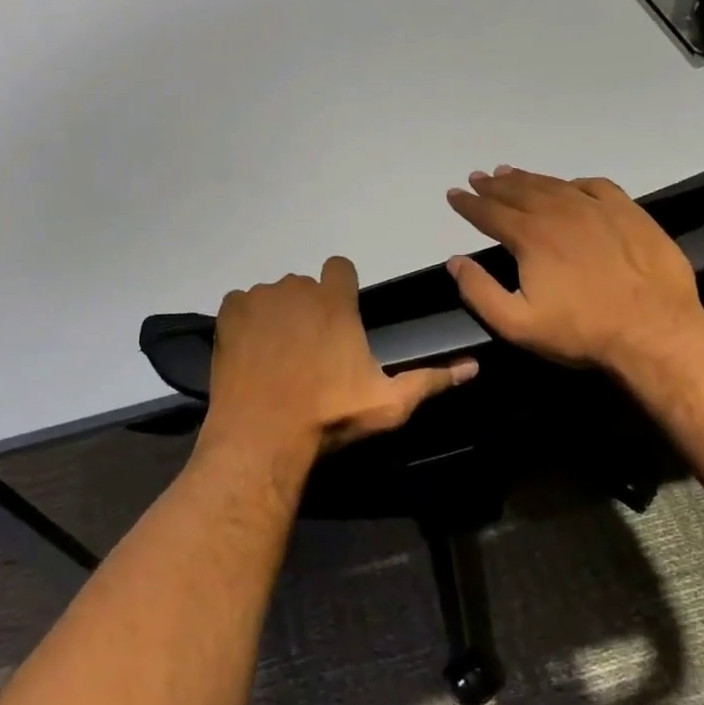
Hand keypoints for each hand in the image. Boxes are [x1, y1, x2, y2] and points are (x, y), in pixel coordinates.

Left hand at [201, 256, 478, 469]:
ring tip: (278, 356)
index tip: (340, 318)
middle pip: (305, 285)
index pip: (340, 267)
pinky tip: (252, 352)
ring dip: (277, 315)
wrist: (263, 437)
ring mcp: (259, 299)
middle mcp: (296, 288)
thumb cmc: (330, 417)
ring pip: (273, 295)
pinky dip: (246, 321)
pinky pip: (240, 304)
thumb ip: (431, 380)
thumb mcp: (388, 403)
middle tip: (310, 349)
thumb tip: (474, 366)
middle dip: (309, 307)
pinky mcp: (229, 314)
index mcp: (334, 300)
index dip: (341, 288)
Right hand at [445, 166, 703, 370]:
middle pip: (518, 191)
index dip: (468, 203)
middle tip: (479, 177)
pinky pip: (596, 186)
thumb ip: (479, 291)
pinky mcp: (628, 212)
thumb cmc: (581, 331)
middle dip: (494, 185)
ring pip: (554, 184)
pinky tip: (570, 185)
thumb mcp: (517, 324)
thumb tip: (455, 262)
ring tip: (510, 173)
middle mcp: (559, 212)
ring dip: (527, 178)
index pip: (489, 212)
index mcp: (530, 236)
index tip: (454, 194)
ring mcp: (597, 208)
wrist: (655, 330)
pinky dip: (575, 182)